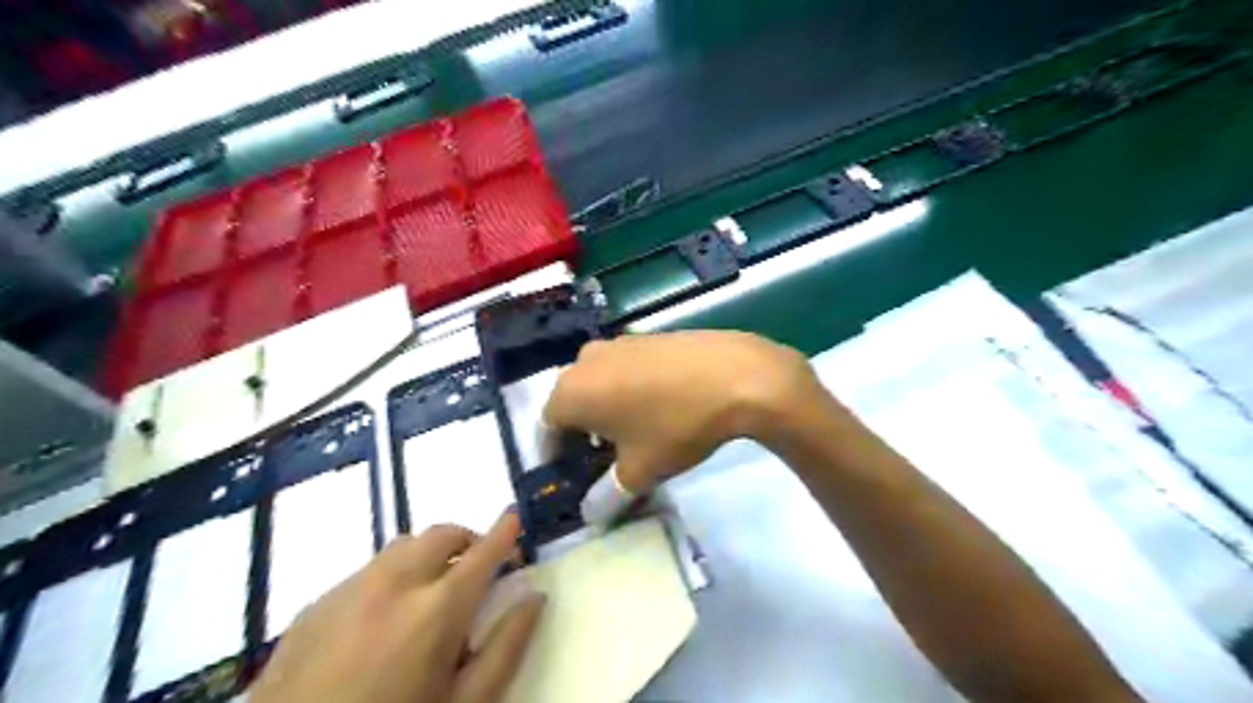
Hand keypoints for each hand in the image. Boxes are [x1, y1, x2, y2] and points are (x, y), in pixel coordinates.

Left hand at [250, 510, 546, 702]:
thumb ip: (506, 648)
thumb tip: (534, 598)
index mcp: (436, 611)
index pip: (482, 553)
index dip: (504, 532)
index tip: (515, 518)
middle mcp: (392, 584)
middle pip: (441, 535)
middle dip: (467, 541)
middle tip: (476, 570)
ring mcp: (347, 591)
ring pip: (401, 548)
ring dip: (427, 557)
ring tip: (429, 594)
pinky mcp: (313, 606)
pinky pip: (365, 572)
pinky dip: (389, 578)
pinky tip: (381, 622)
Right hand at [541, 330, 818, 499]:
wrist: (734, 375)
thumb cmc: (675, 426)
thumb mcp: (639, 471)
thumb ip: (605, 496)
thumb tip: (591, 514)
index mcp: (570, 392)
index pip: (547, 429)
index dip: (557, 457)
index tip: (574, 476)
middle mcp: (585, 360)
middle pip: (572, 403)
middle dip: (582, 434)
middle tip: (604, 460)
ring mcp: (617, 343)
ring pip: (598, 383)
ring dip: (606, 409)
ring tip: (634, 435)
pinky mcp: (646, 336)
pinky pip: (624, 369)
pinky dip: (628, 389)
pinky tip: (657, 407)